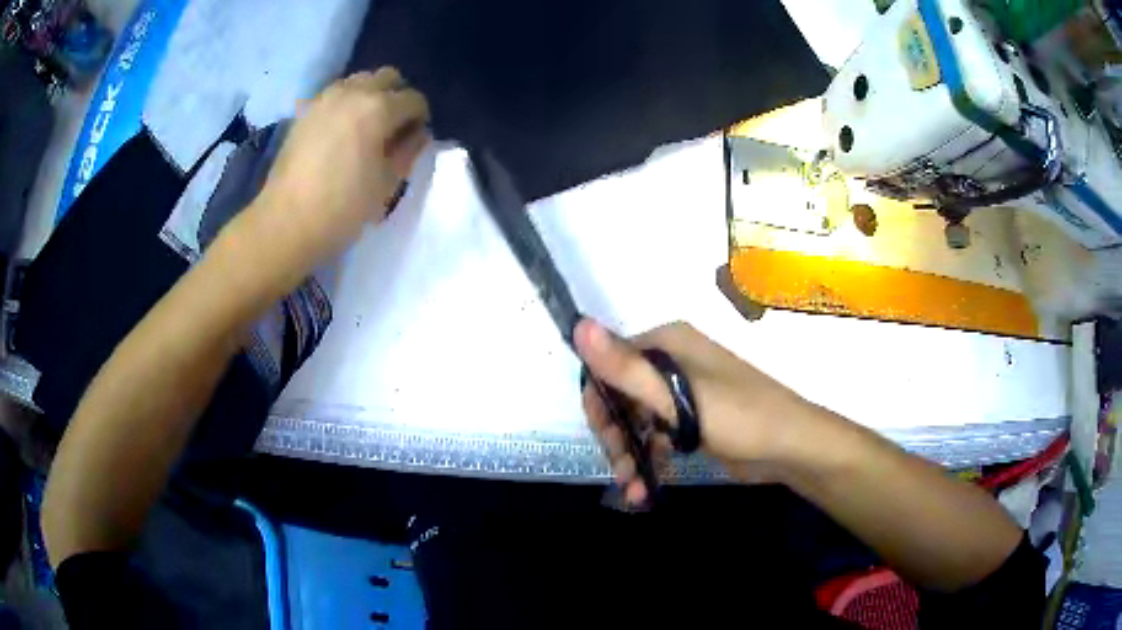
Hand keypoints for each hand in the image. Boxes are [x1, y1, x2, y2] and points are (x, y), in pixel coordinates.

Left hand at [247, 67, 429, 274]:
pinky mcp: (304, 111)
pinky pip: (334, 94)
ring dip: (371, 95)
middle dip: (397, 96)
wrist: (286, 223)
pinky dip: (346, 103)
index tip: (415, 140)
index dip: (420, 118)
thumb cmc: (342, 209)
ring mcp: (324, 99)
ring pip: (359, 80)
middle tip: (394, 127)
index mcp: (379, 108)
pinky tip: (342, 130)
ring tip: (367, 126)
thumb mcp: (387, 184)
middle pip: (387, 77)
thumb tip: (417, 134)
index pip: (414, 99)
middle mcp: (353, 92)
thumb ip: (408, 151)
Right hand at [574, 319, 818, 504]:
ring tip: (631, 488)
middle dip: (615, 435)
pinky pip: (657, 435)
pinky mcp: (692, 420)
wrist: (790, 446)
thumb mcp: (677, 396)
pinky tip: (643, 488)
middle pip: (621, 396)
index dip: (599, 401)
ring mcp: (683, 392)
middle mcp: (672, 362)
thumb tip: (578, 326)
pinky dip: (648, 459)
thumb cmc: (737, 416)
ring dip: (629, 454)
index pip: (611, 364)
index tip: (602, 436)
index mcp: (666, 344)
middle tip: (620, 469)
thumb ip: (626, 368)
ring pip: (637, 420)